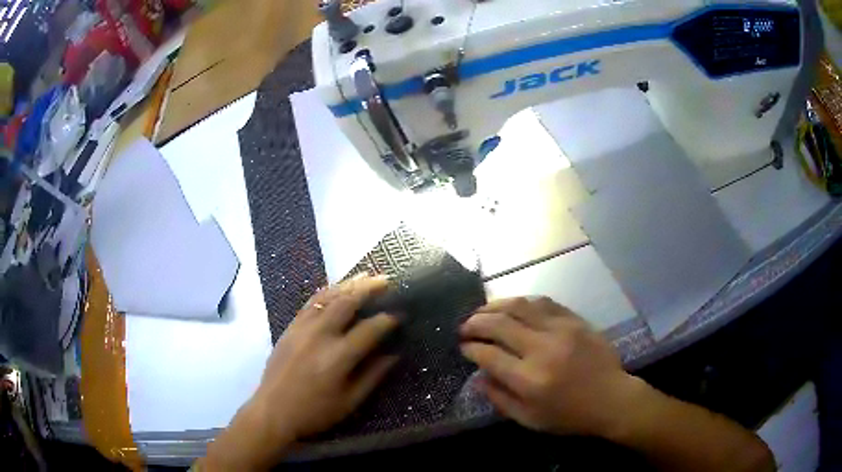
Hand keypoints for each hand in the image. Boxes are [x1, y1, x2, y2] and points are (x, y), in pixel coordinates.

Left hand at [204, 276, 398, 469]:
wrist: (272, 411)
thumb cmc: (314, 412)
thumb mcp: (349, 402)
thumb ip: (373, 376)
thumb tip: (394, 355)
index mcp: (338, 357)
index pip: (369, 329)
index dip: (387, 320)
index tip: (400, 314)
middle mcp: (320, 335)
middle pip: (347, 302)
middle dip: (369, 288)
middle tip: (387, 280)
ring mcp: (302, 328)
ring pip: (328, 297)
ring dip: (348, 284)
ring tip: (365, 275)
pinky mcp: (290, 327)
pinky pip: (310, 302)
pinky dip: (326, 291)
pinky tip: (336, 288)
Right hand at [460, 297, 638, 437]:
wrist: (612, 399)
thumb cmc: (569, 416)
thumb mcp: (529, 419)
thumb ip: (499, 399)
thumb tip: (478, 377)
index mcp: (529, 379)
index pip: (488, 355)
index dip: (470, 348)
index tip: (463, 347)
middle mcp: (542, 349)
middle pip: (499, 324)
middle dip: (475, 323)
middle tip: (465, 327)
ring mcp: (561, 330)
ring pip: (520, 306)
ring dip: (495, 306)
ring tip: (482, 311)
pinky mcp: (574, 320)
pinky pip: (543, 302)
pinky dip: (522, 302)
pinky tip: (513, 307)